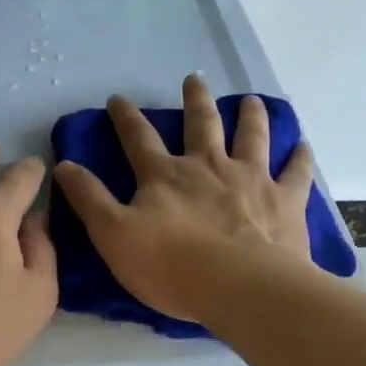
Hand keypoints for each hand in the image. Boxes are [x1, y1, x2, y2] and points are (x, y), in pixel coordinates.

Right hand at [53, 74, 314, 325]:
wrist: (239, 286)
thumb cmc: (171, 266)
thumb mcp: (113, 235)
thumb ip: (89, 199)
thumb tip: (63, 165)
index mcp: (165, 176)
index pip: (139, 138)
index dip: (126, 118)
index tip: (118, 99)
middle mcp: (208, 166)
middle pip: (201, 124)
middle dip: (195, 100)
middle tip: (194, 79)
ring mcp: (251, 179)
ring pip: (251, 136)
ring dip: (250, 116)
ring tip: (251, 101)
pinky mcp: (284, 200)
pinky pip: (296, 172)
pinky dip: (299, 157)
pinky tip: (303, 146)